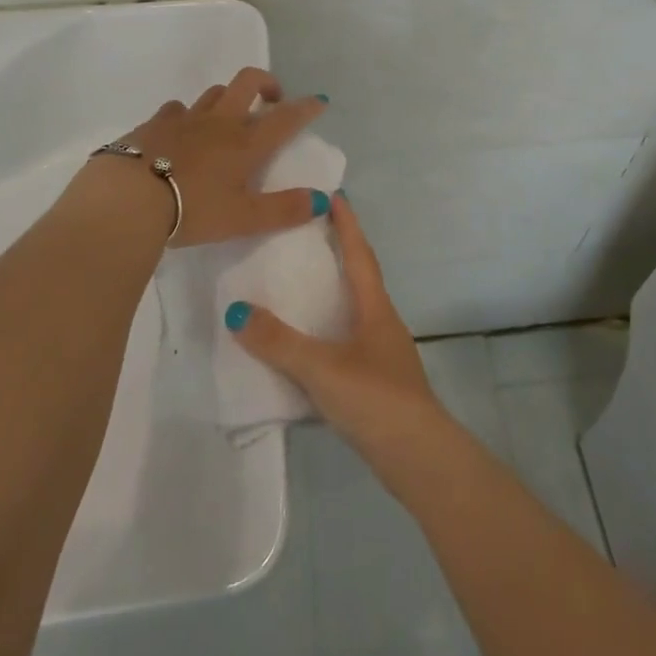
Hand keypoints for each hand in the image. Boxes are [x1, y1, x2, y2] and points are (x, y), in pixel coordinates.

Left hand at [71, 67, 331, 247]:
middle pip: (248, 82)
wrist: (129, 199)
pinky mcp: (153, 124)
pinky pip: (175, 109)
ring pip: (213, 93)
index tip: (319, 100)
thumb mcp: (244, 218)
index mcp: (245, 144)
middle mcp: (219, 122)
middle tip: (272, 99)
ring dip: (227, 98)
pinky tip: (180, 131)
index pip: (285, 118)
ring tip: (227, 118)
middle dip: (266, 83)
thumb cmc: (192, 209)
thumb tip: (324, 200)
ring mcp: (184, 119)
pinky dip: (185, 115)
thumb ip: (284, 210)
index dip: (305, 107)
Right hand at [225, 195, 444, 455]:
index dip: (347, 225)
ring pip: (353, 312)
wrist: (419, 458)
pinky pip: (347, 343)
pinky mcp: (378, 383)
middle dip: (338, 254)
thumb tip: (236, 311)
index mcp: (375, 308)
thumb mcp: (322, 368)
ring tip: (299, 286)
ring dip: (332, 294)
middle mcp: (382, 323)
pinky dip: (327, 333)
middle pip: (359, 278)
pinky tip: (307, 346)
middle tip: (306, 235)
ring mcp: (383, 354)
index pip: (360, 254)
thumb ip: (279, 342)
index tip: (334, 196)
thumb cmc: (375, 398)